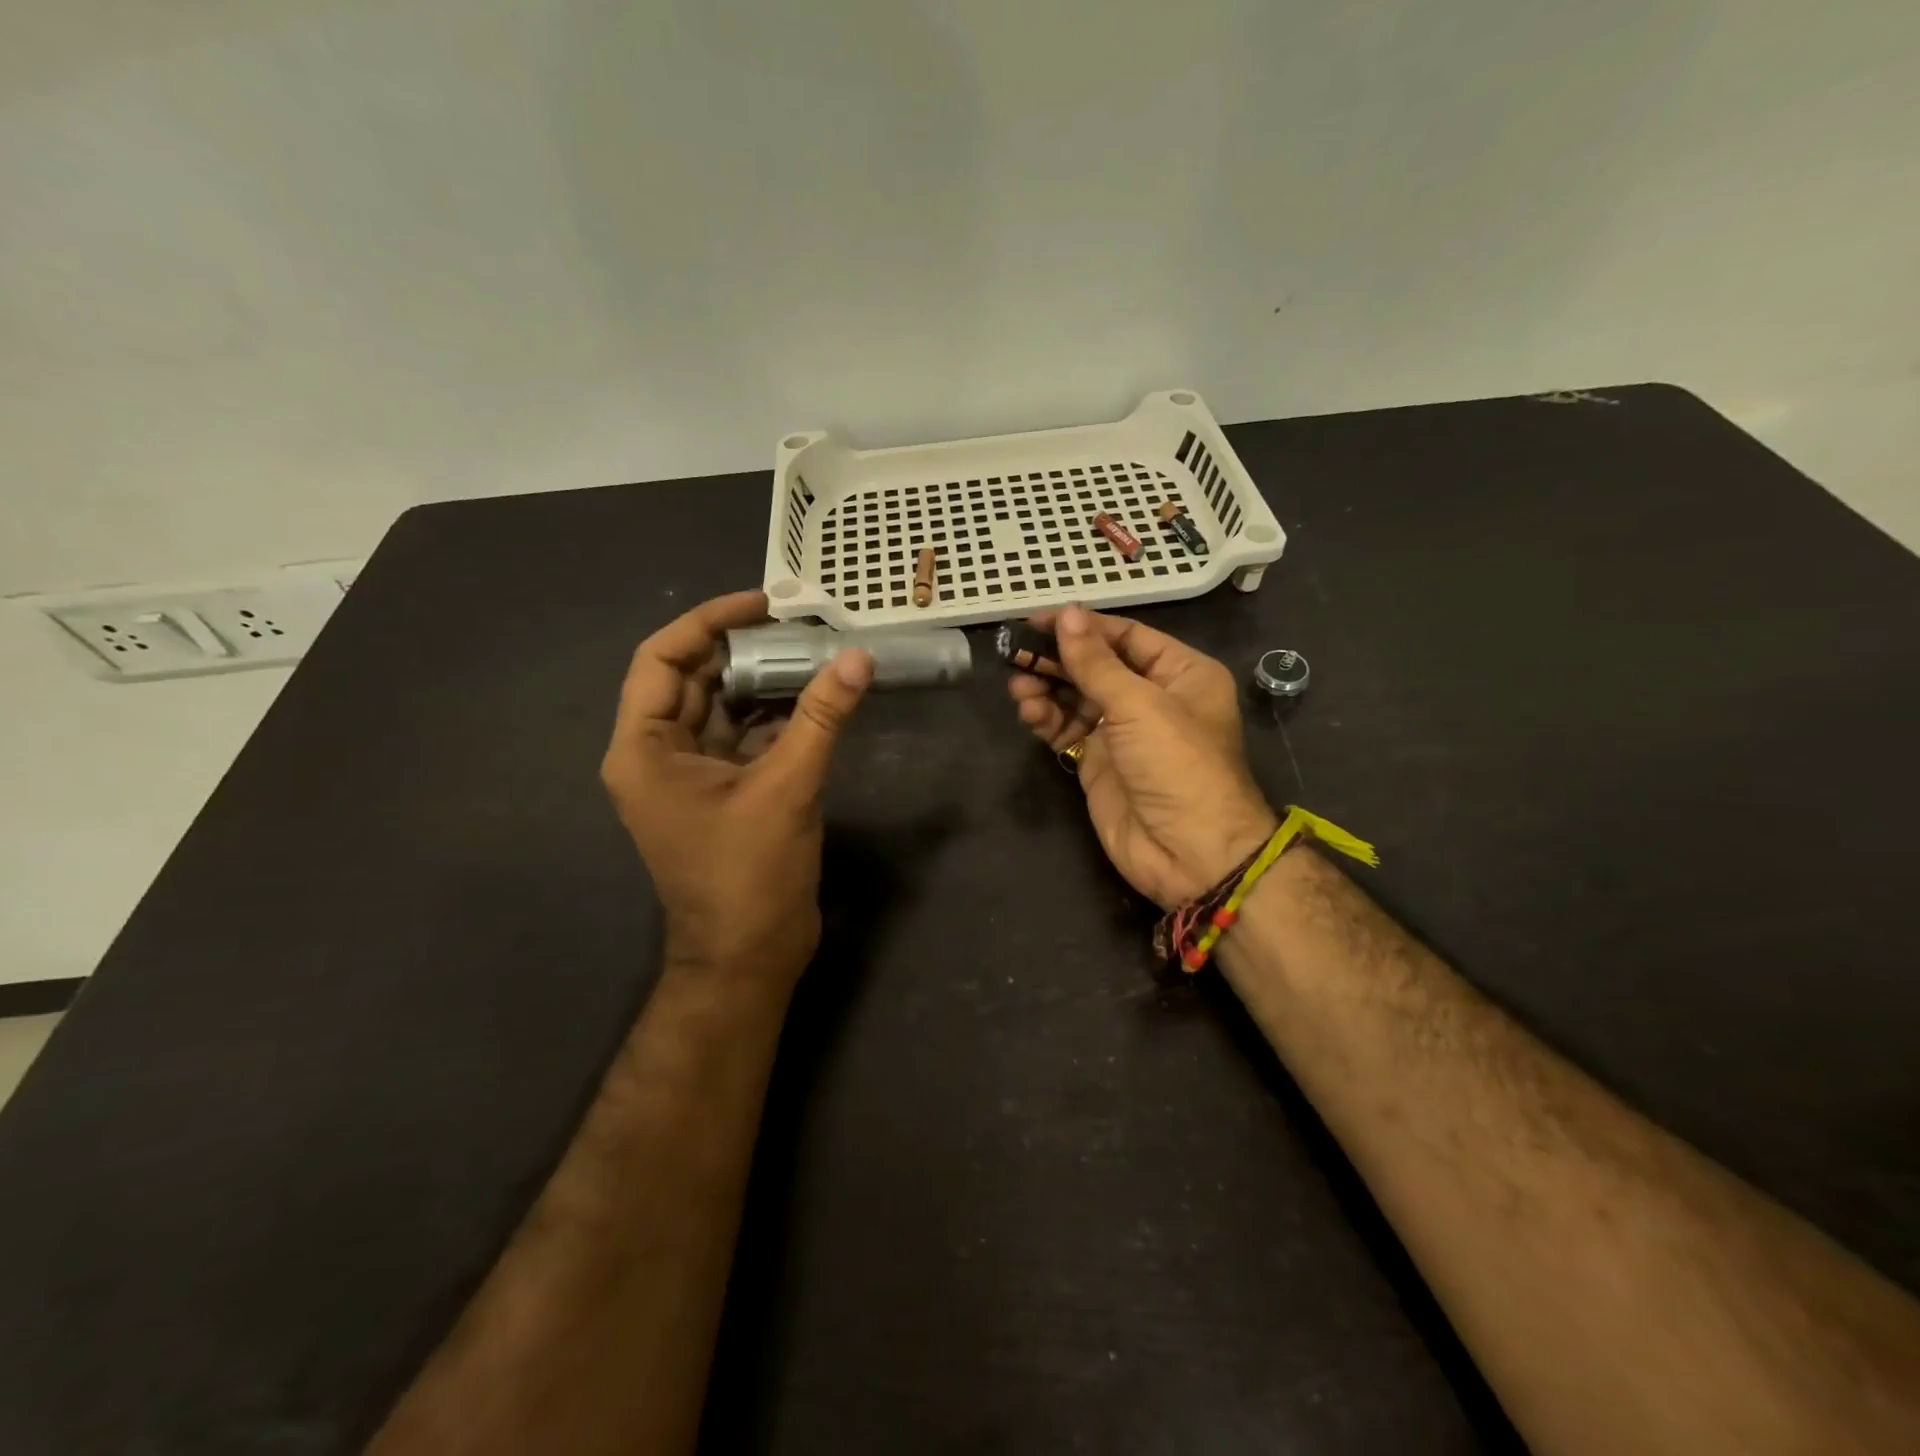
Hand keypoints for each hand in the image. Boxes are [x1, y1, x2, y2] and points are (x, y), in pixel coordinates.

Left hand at [601, 591, 871, 984]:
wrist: (749, 957)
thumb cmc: (748, 876)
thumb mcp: (785, 789)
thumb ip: (820, 719)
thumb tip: (858, 658)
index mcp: (644, 749)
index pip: (662, 658)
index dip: (709, 622)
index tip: (763, 605)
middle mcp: (657, 755)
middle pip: (693, 679)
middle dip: (743, 649)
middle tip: (799, 626)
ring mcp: (691, 776)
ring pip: (722, 708)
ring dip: (763, 682)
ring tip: (813, 654)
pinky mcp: (723, 793)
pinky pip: (744, 738)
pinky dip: (775, 717)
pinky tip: (814, 700)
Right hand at [1008, 605, 1276, 908]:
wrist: (1190, 853)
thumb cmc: (1177, 764)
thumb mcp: (1139, 705)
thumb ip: (1096, 662)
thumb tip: (1067, 613)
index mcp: (1180, 673)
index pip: (1125, 637)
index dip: (1082, 626)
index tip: (1037, 620)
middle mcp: (1152, 698)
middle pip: (1097, 666)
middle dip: (1058, 660)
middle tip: (1016, 653)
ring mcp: (1123, 732)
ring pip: (1077, 698)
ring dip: (1046, 689)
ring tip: (1018, 688)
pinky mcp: (1099, 763)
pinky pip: (1067, 730)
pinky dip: (1047, 719)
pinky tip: (1028, 712)